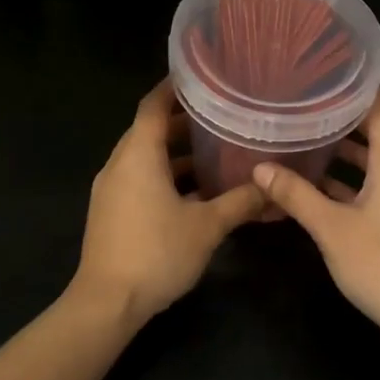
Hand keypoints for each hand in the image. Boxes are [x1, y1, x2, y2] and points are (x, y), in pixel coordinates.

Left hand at [73, 78, 265, 327]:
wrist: (107, 303)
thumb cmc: (156, 253)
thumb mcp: (207, 226)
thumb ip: (241, 202)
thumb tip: (273, 187)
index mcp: (138, 155)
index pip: (152, 104)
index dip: (174, 87)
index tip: (201, 75)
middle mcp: (120, 164)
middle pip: (149, 129)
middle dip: (183, 120)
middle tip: (221, 112)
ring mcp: (112, 189)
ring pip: (146, 157)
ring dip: (176, 152)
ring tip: (216, 148)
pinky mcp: (112, 211)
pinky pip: (141, 179)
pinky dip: (166, 175)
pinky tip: (197, 190)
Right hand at [252, 92, 379, 342]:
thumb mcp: (331, 228)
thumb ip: (296, 195)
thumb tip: (260, 168)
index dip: (358, 89)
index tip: (327, 75)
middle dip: (348, 117)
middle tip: (310, 104)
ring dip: (350, 150)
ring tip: (312, 139)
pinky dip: (355, 180)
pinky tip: (323, 188)